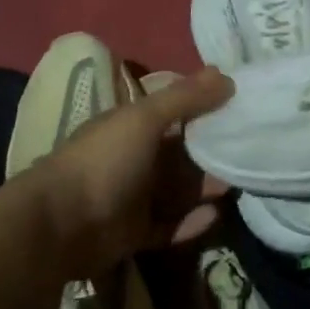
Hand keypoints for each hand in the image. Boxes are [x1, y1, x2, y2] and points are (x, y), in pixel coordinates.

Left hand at [17, 65, 231, 280]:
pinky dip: (191, 222)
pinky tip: (215, 215)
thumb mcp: (144, 119)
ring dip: (205, 187)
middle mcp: (133, 159)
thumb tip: (225, 74)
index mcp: (130, 127)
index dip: (204, 108)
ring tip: (238, 183)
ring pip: (178, 190)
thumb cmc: (104, 161)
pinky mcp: (135, 234)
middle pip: (180, 154)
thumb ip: (185, 98)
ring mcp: (133, 198)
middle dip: (211, 152)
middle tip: (250, 150)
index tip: (240, 106)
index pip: (173, 112)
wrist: (60, 225)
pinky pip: (170, 226)